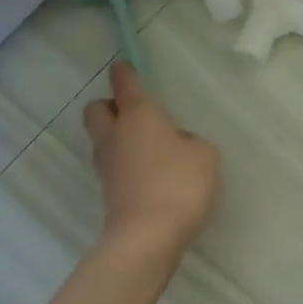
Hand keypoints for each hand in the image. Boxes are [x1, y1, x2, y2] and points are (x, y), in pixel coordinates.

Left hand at [83, 63, 219, 253]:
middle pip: (97, 110)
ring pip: (103, 138)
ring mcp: (107, 165)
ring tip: (148, 147)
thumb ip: (192, 141)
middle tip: (135, 113)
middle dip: (110, 106)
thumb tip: (176, 145)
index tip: (125, 67)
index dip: (125, 73)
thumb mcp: (205, 155)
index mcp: (139, 115)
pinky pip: (114, 166)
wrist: (148, 236)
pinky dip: (126, 163)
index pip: (125, 84)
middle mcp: (115, 135)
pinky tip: (150, 173)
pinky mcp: (109, 192)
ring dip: (117, 136)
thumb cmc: (179, 184)